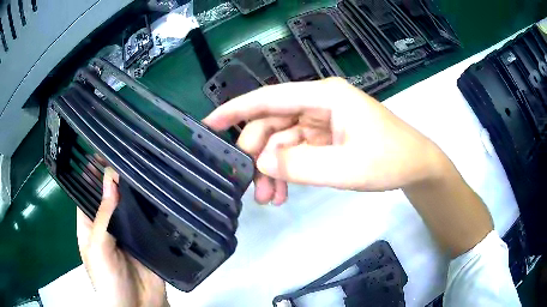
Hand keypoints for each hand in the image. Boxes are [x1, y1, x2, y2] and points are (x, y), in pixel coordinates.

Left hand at [77, 167, 168, 306]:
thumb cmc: (107, 280)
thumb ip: (104, 215)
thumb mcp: (98, 246)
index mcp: (89, 225)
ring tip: (145, 166)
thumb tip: (111, 179)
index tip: (102, 151)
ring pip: (129, 206)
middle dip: (115, 179)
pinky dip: (151, 206)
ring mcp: (127, 233)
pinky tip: (158, 190)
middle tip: (129, 154)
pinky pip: (147, 219)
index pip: (87, 193)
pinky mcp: (146, 240)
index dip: (91, 174)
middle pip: (109, 197)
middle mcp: (107, 225)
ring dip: (134, 191)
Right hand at [204, 78, 446, 204]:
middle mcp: (319, 104)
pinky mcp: (326, 138)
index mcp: (324, 96)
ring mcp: (322, 121)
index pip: (270, 98)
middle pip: (273, 123)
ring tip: (269, 198)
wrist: (415, 165)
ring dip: (272, 168)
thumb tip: (262, 161)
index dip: (236, 109)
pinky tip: (283, 192)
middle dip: (258, 154)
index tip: (209, 123)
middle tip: (251, 186)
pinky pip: (297, 152)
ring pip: (283, 141)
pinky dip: (287, 171)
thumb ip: (301, 164)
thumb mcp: (346, 167)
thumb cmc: (390, 159)